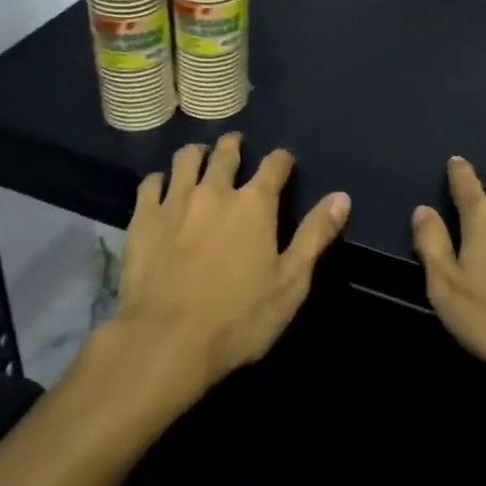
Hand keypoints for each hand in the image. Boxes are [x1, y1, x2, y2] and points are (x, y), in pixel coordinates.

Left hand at [111, 133, 349, 396]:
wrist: (166, 340)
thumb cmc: (238, 318)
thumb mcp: (291, 282)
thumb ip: (315, 235)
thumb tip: (342, 196)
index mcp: (255, 203)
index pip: (274, 165)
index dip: (281, 159)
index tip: (284, 161)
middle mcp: (215, 190)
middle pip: (226, 153)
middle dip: (234, 145)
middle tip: (236, 146)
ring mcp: (175, 201)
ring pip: (186, 159)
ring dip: (197, 153)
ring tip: (200, 156)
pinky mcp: (144, 217)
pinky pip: (151, 183)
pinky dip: (160, 179)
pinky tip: (162, 186)